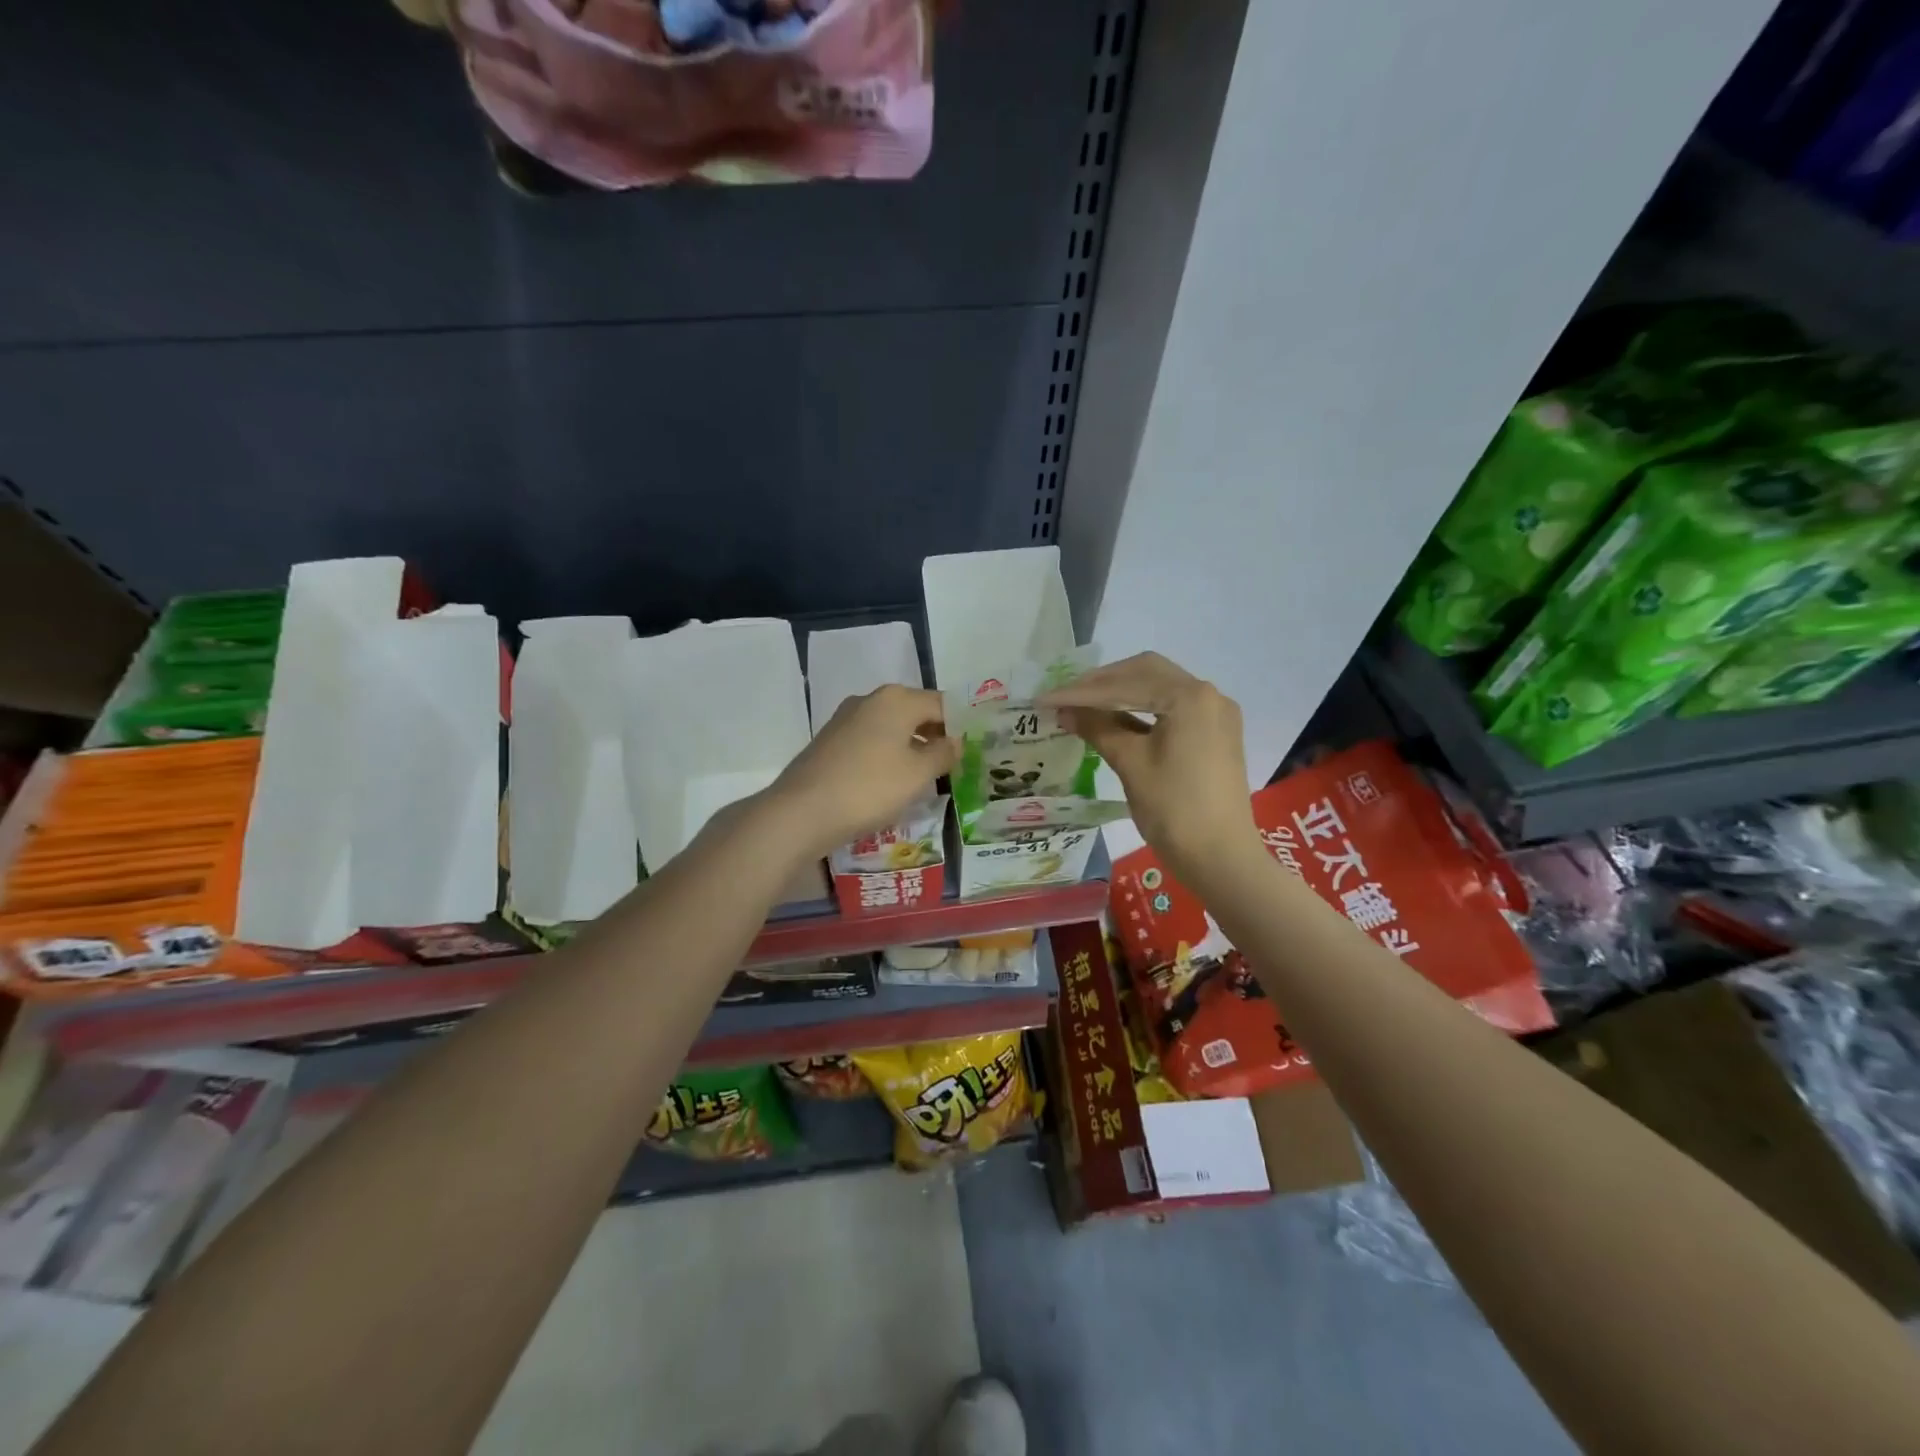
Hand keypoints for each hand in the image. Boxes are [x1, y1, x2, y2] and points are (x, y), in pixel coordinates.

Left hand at [762, 685, 956, 858]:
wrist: (802, 812)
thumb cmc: (870, 788)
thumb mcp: (918, 774)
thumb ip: (944, 754)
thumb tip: (956, 741)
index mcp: (897, 699)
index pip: (942, 704)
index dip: (962, 725)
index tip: (975, 749)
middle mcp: (870, 700)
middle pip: (915, 713)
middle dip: (936, 736)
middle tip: (956, 764)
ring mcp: (845, 719)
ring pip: (891, 728)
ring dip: (911, 747)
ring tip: (928, 776)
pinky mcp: (829, 742)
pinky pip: (870, 742)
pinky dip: (887, 755)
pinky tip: (892, 782)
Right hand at [1041, 653, 1260, 882]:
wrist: (1221, 858)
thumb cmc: (1174, 810)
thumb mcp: (1130, 764)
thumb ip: (1097, 728)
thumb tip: (1064, 709)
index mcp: (1188, 697)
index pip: (1125, 684)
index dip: (1080, 692)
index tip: (1045, 699)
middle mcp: (1207, 694)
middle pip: (1146, 672)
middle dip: (1102, 683)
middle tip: (1065, 696)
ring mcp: (1215, 713)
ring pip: (1159, 687)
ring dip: (1121, 693)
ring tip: (1083, 705)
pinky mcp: (1215, 732)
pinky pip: (1172, 707)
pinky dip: (1142, 708)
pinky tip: (1115, 719)